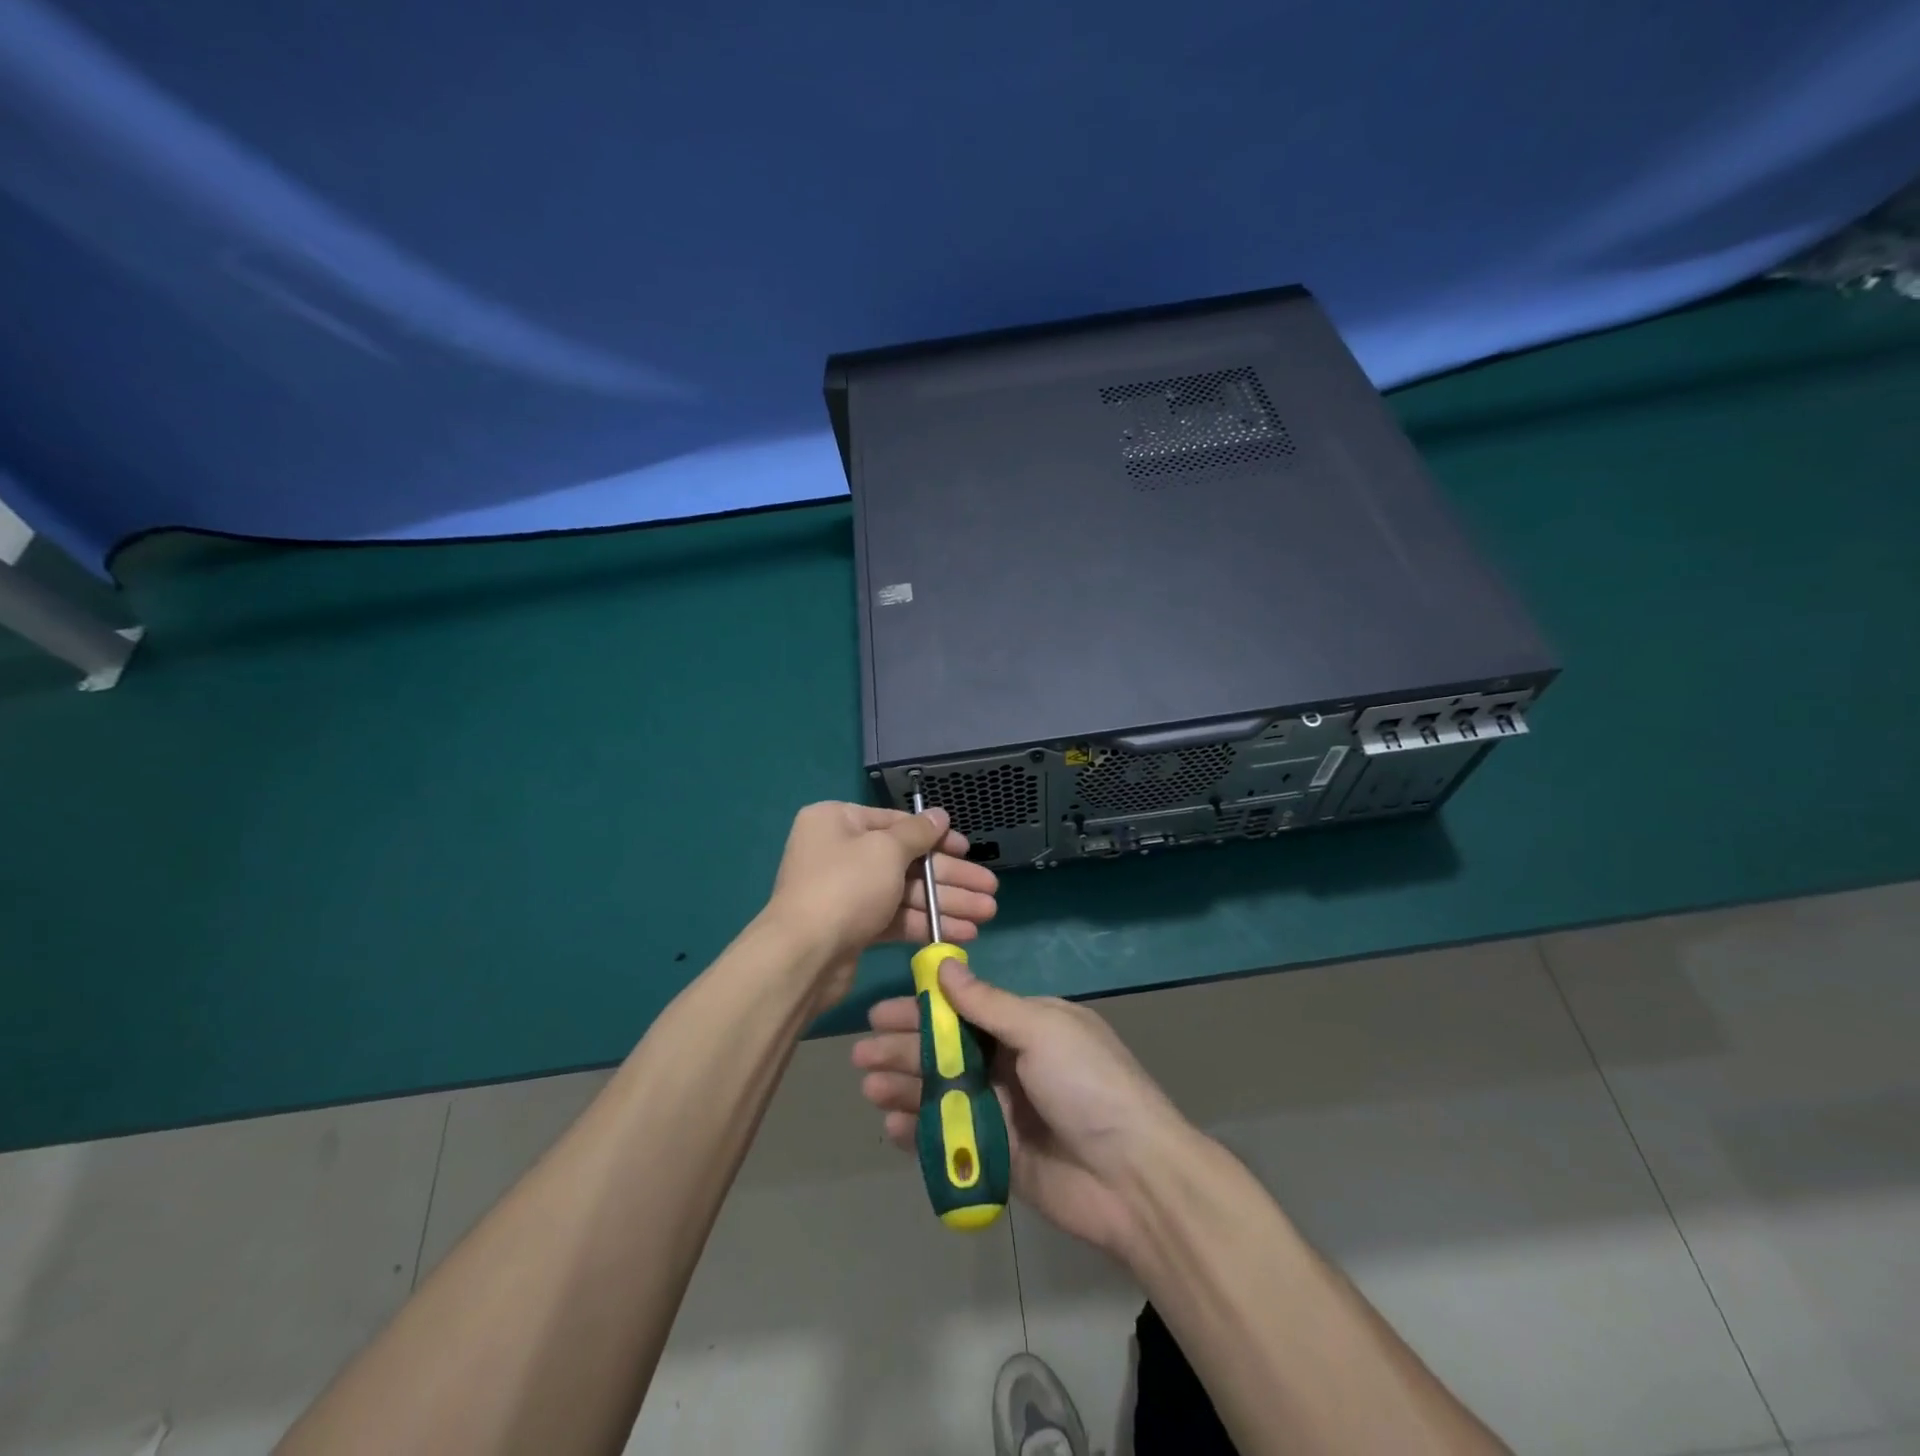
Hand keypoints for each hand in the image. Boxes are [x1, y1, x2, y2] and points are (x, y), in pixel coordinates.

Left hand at [764, 802, 998, 1007]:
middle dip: (950, 877)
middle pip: (906, 860)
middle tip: (989, 890)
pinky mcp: (853, 927)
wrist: (804, 956)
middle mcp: (839, 852)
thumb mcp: (886, 850)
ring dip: (945, 903)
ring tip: (986, 915)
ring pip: (905, 892)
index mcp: (837, 821)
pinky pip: (895, 918)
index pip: (895, 823)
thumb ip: (918, 833)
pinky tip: (961, 933)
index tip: (968, 849)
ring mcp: (845, 892)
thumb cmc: (846, 886)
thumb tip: (939, 815)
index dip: (936, 837)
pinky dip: (926, 924)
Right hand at [852, 958, 1192, 1256]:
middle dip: (904, 1049)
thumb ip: (988, 1003)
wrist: (1133, 1178)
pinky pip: (952, 1136)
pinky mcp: (998, 1156)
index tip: (881, 1012)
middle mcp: (1013, 1062)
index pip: (964, 1010)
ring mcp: (1004, 1110)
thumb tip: (945, 966)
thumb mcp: (1042, 1029)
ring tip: (870, 1087)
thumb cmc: (1088, 1086)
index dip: (923, 1009)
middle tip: (861, 1054)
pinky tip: (892, 1125)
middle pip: (947, 1050)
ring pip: (944, 1091)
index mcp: (1027, 1025)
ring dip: (906, 1086)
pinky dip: (921, 1130)